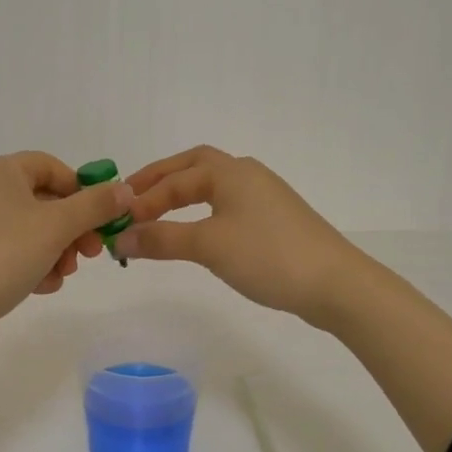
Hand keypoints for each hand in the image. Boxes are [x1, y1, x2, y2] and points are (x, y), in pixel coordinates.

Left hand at [0, 152, 131, 349]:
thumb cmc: (3, 255)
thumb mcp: (57, 227)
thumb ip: (95, 206)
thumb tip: (125, 189)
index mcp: (0, 171)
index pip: (53, 167)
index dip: (82, 191)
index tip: (100, 220)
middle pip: (44, 201)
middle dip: (72, 230)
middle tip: (89, 255)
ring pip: (30, 230)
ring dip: (55, 252)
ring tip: (61, 276)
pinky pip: (11, 251)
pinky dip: (31, 265)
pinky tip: (39, 288)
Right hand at [114, 146, 363, 326]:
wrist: (335, 284)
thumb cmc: (268, 256)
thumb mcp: (208, 246)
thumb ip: (161, 239)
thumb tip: (121, 239)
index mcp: (229, 172)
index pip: (173, 179)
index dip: (142, 200)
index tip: (117, 224)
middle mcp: (246, 174)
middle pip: (193, 167)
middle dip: (159, 181)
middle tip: (131, 201)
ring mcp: (263, 196)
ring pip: (211, 187)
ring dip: (180, 196)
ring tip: (155, 217)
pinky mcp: (273, 220)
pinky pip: (226, 206)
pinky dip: (201, 213)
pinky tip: (196, 233)